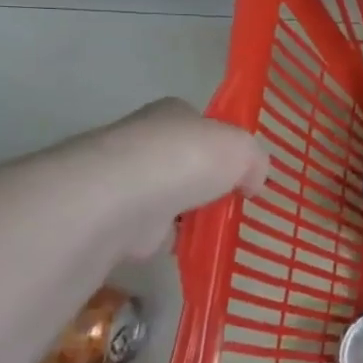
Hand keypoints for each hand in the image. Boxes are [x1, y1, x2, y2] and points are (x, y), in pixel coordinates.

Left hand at [69, 99, 270, 259]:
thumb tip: (252, 182)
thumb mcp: (243, 150)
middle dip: (198, 181)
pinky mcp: (107, 218)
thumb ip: (255, 162)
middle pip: (178, 160)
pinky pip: (144, 229)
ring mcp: (120, 179)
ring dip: (179, 213)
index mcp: (172, 113)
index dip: (219, 144)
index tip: (236, 170)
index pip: (198, 124)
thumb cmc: (185, 160)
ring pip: (161, 196)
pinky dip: (161, 240)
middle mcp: (140, 139)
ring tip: (210, 230)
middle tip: (225, 202)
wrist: (119, 198)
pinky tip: (183, 249)